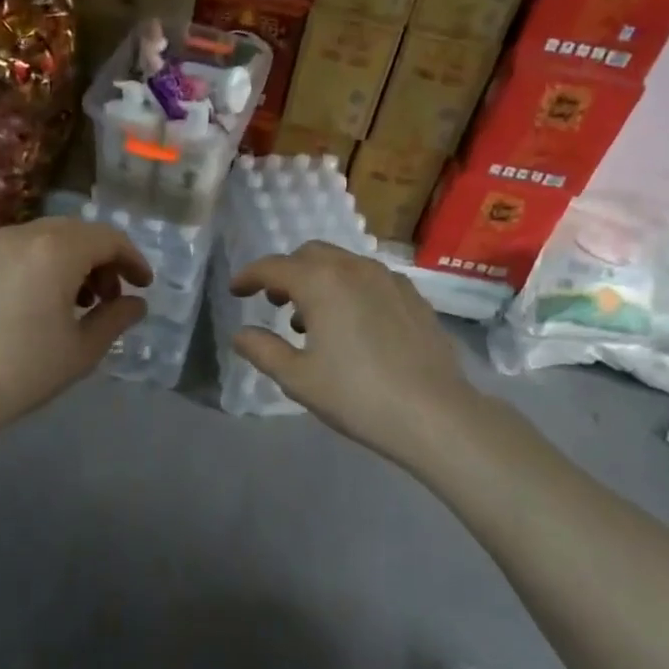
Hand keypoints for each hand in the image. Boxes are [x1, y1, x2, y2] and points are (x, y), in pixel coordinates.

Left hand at [0, 218, 151, 437]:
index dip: (132, 259)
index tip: (143, 285)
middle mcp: (20, 234)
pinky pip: (13, 253)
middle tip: (109, 298)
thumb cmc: (22, 371)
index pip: (108, 238)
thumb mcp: (81, 350)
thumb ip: (115, 319)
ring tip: (74, 304)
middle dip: (100, 259)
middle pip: (75, 232)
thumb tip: (135, 304)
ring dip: (69, 262)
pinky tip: (34, 304)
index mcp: (55, 250)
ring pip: (42, 239)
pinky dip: (36, 266)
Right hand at [230, 242, 473, 465]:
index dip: (249, 276)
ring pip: (343, 264)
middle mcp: (355, 268)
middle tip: (274, 303)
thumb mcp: (297, 378)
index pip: (274, 267)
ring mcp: (389, 279)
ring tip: (311, 321)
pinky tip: (352, 325)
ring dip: (319, 281)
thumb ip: (263, 350)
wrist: (433, 413)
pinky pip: (370, 279)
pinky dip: (349, 289)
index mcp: (321, 282)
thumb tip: (241, 334)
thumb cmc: (356, 395)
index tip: (236, 291)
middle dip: (286, 273)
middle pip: (310, 255)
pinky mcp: (413, 297)